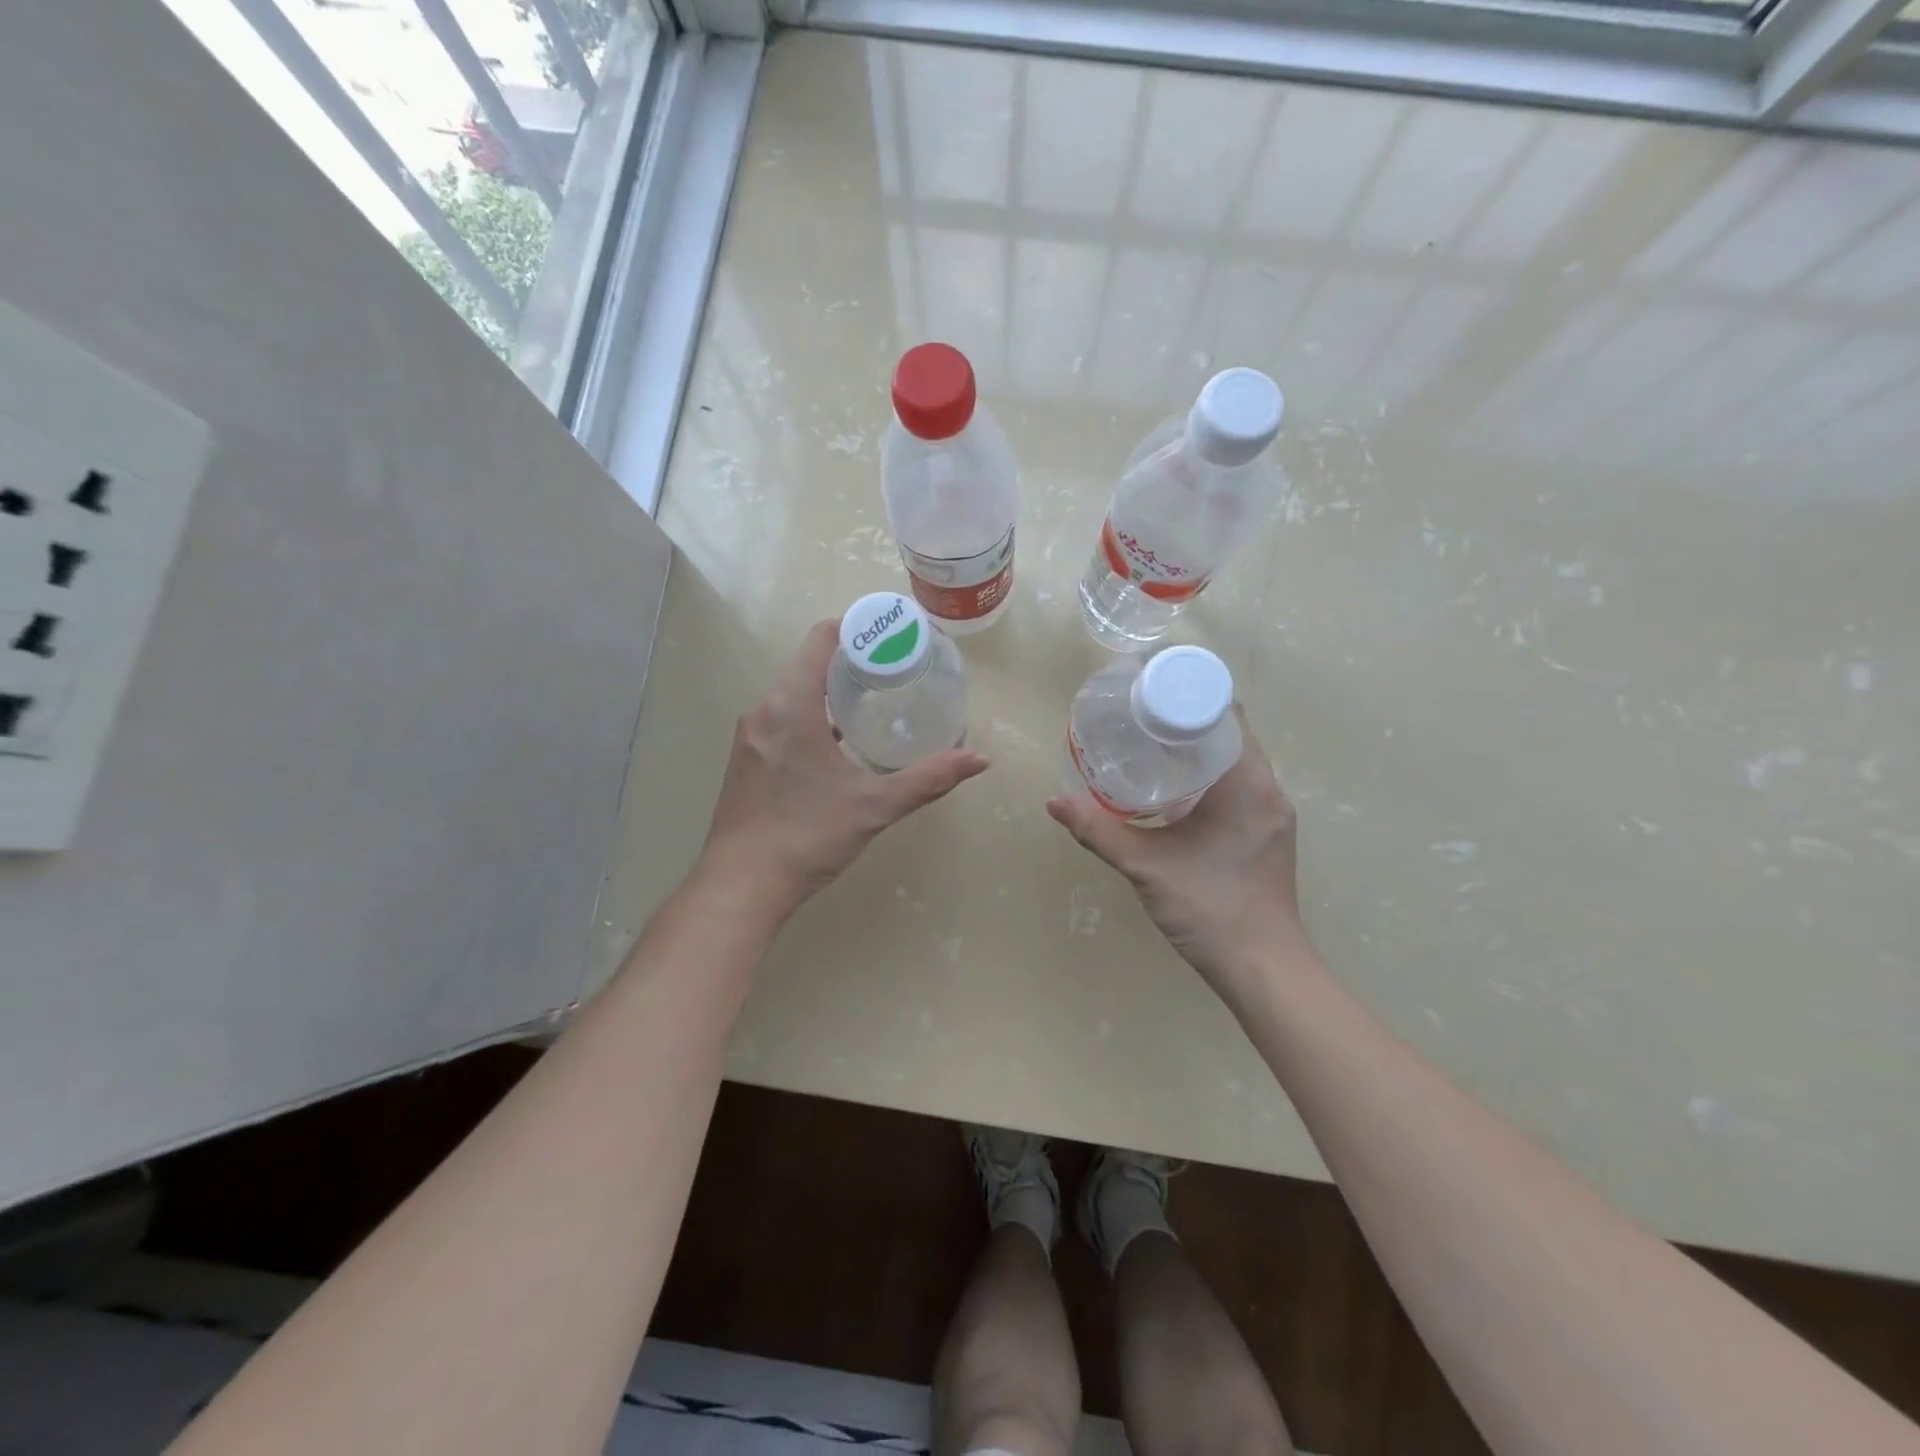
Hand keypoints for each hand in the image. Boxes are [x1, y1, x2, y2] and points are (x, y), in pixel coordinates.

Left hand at [699, 619, 988, 920]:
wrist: (741, 886)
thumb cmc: (807, 836)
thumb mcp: (874, 805)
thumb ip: (928, 778)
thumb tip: (980, 760)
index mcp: (790, 706)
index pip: (820, 639)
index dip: (856, 628)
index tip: (891, 636)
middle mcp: (763, 710)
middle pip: (808, 664)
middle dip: (851, 660)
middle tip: (895, 670)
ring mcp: (750, 736)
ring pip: (793, 694)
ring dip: (830, 690)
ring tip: (873, 701)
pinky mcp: (745, 760)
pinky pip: (782, 719)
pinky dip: (812, 716)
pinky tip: (839, 741)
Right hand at [1047, 708, 1306, 1009]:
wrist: (1263, 971)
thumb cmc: (1211, 910)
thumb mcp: (1148, 867)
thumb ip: (1099, 832)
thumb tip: (1054, 802)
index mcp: (1249, 784)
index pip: (1226, 715)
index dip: (1189, 695)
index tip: (1148, 690)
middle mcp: (1268, 790)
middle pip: (1227, 735)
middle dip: (1184, 720)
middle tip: (1136, 717)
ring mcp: (1270, 814)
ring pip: (1232, 762)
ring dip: (1195, 750)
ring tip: (1147, 747)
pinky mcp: (1264, 834)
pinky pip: (1236, 786)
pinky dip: (1205, 777)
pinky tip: (1171, 790)